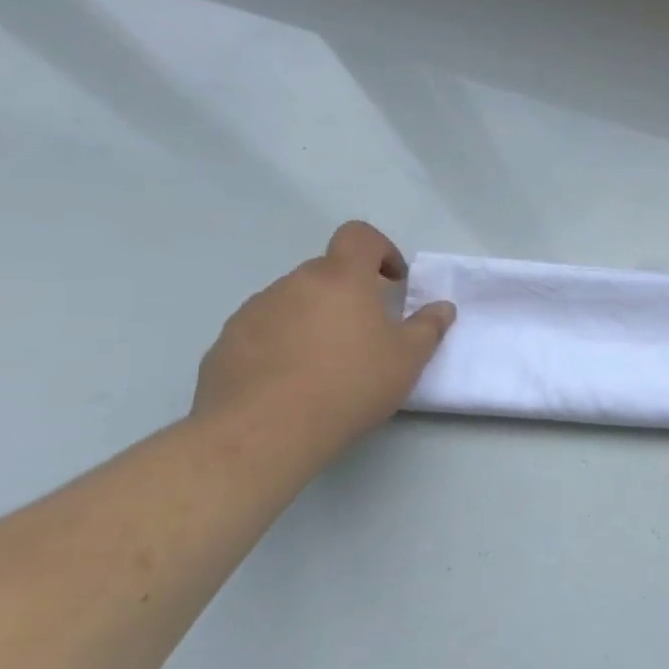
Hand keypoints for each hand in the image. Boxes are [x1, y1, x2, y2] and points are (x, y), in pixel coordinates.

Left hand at [192, 221, 455, 456]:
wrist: (262, 432)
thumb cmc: (349, 385)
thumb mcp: (408, 360)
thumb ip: (428, 327)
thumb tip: (442, 307)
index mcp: (341, 279)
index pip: (359, 236)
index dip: (380, 250)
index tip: (392, 282)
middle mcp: (294, 284)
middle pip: (327, 272)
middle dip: (350, 293)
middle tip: (366, 333)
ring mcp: (254, 311)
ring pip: (294, 301)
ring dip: (314, 319)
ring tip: (326, 364)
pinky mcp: (226, 343)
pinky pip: (264, 331)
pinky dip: (282, 344)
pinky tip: (291, 383)